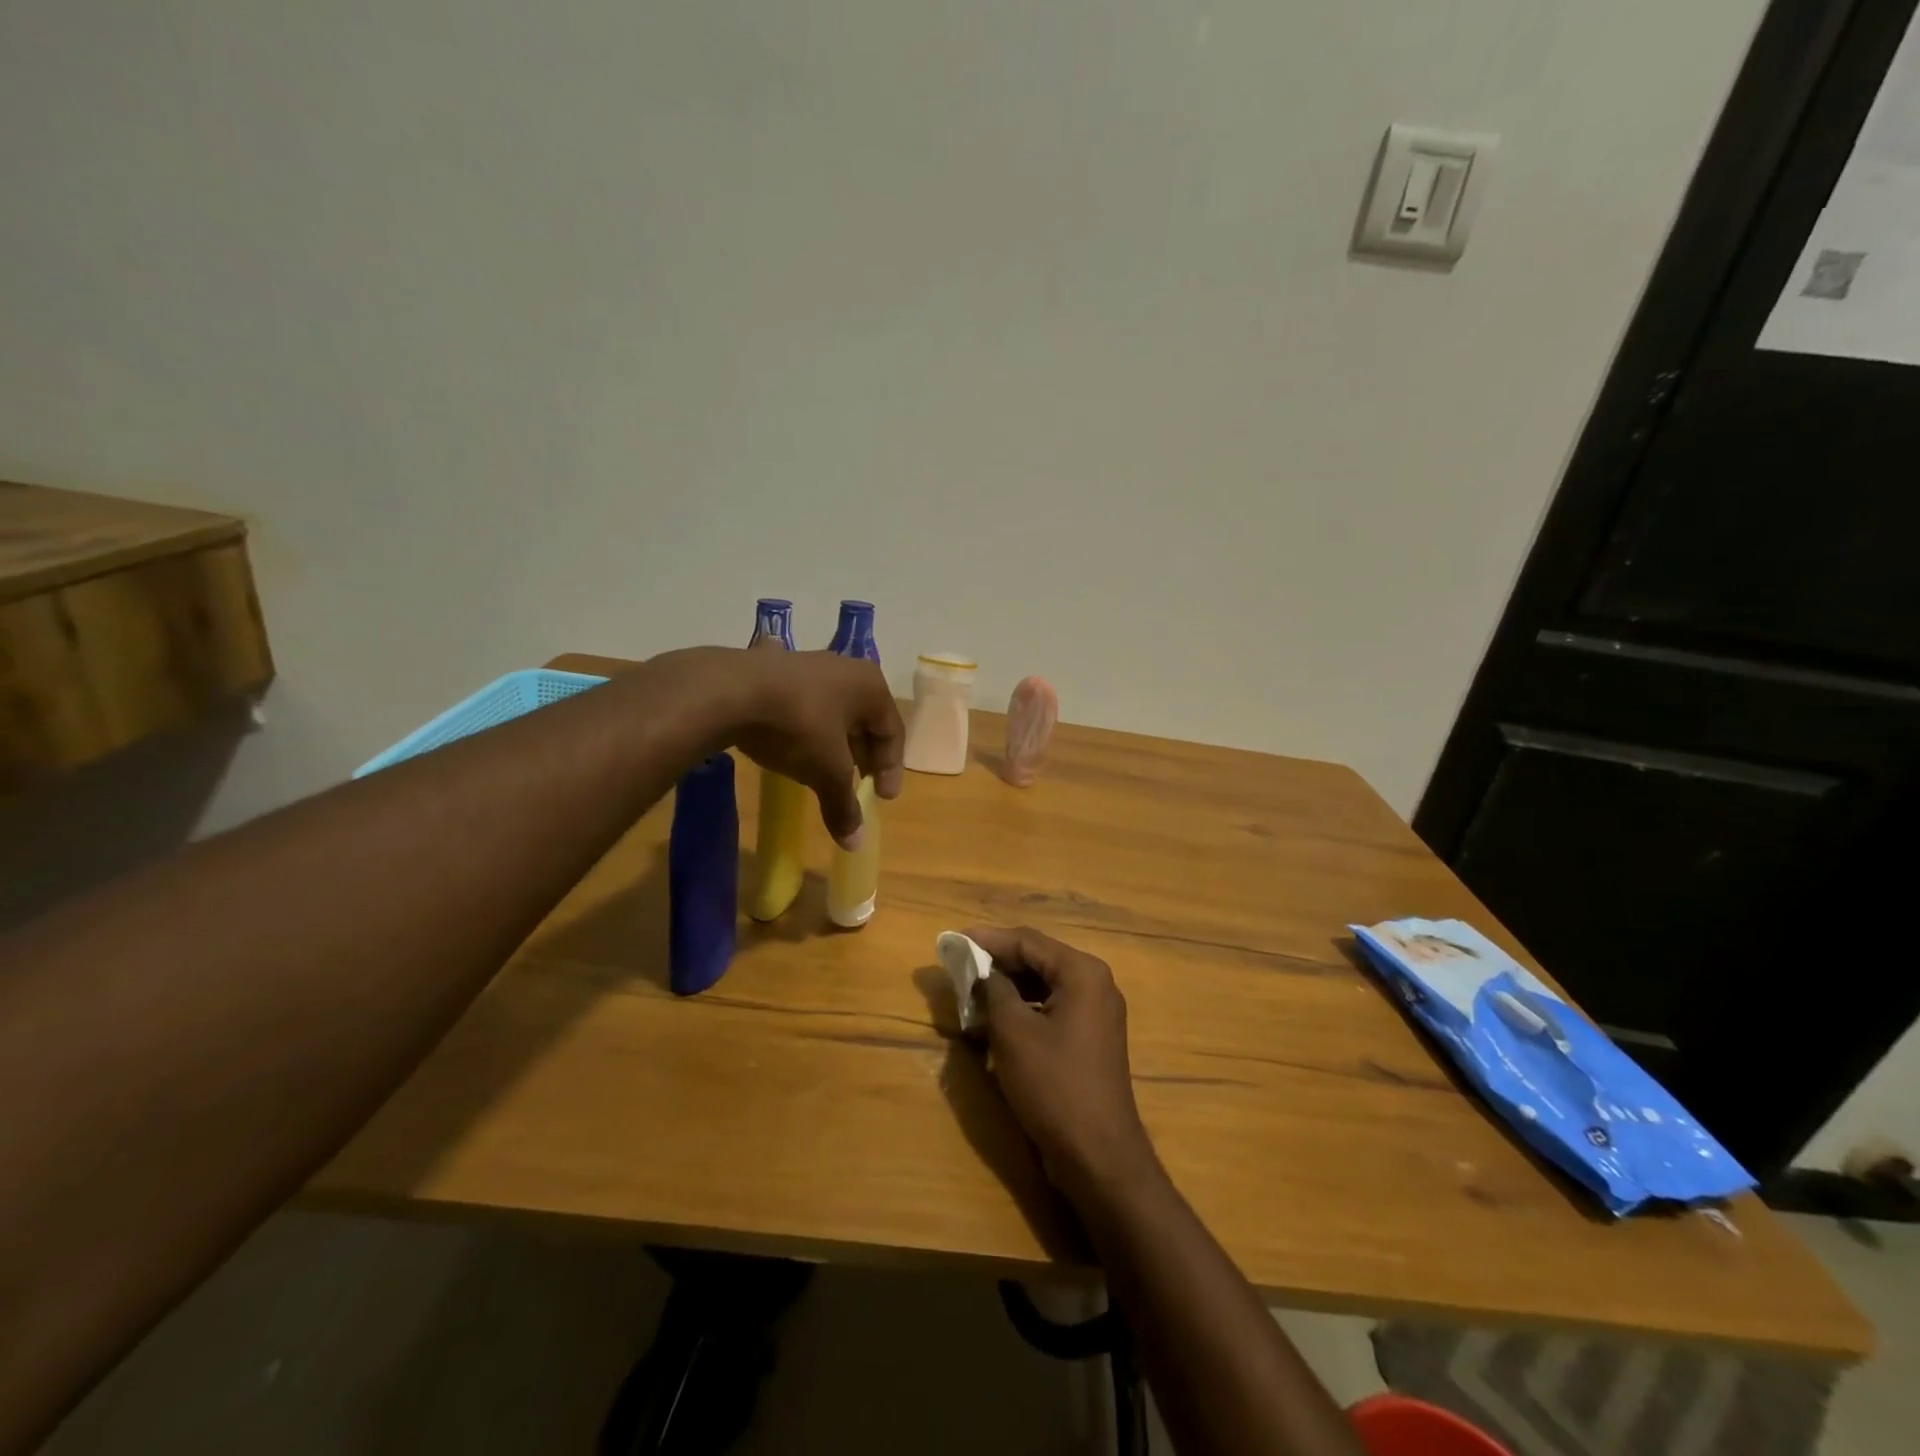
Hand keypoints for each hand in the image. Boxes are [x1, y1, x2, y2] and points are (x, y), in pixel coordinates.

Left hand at [727, 648, 904, 847]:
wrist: (729, 691)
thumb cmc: (798, 726)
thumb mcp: (826, 771)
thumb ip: (843, 805)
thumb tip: (856, 843)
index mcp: (871, 686)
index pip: (893, 732)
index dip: (891, 769)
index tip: (881, 799)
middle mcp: (846, 668)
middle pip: (864, 720)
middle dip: (863, 756)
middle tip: (859, 786)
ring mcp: (809, 664)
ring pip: (833, 711)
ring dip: (834, 743)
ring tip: (825, 770)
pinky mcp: (775, 668)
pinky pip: (803, 704)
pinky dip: (805, 727)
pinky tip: (792, 745)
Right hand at [968, 925, 1162, 1203]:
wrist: (1099, 1156)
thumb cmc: (1054, 1085)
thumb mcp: (1013, 1032)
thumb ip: (995, 990)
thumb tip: (983, 970)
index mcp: (1082, 972)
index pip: (1028, 941)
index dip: (988, 938)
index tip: (953, 939)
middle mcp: (1095, 983)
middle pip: (1038, 959)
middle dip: (997, 962)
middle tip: (959, 964)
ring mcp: (1096, 1013)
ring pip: (1043, 985)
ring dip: (1008, 987)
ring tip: (971, 992)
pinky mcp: (1090, 1039)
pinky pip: (1052, 1008)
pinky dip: (1024, 1009)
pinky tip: (995, 1021)